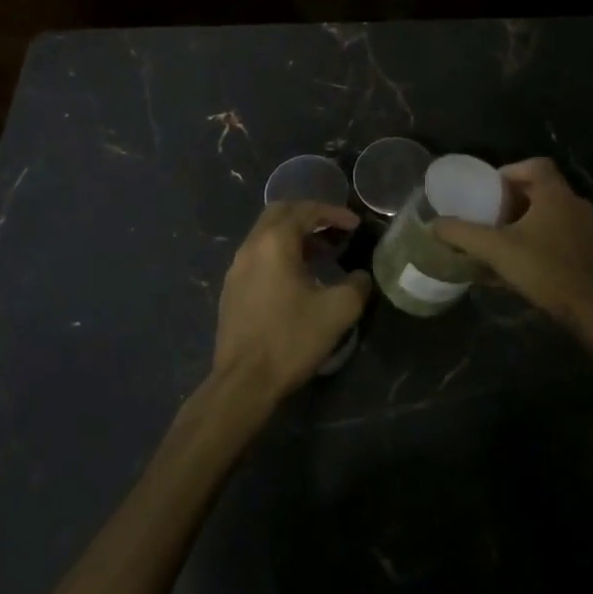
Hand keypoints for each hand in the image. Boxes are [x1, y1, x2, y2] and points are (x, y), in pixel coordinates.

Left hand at [213, 202, 369, 403]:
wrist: (243, 382)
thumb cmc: (290, 339)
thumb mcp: (337, 311)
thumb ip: (356, 286)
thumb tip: (361, 276)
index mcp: (274, 242)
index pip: (305, 211)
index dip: (333, 213)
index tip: (355, 224)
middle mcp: (251, 246)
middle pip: (280, 213)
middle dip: (309, 215)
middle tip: (335, 228)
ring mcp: (236, 268)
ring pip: (266, 235)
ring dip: (294, 235)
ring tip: (322, 253)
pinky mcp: (232, 289)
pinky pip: (258, 255)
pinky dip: (280, 253)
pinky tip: (298, 277)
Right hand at [433, 158, 592, 334]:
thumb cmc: (545, 269)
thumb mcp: (496, 249)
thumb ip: (464, 234)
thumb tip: (435, 224)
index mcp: (556, 194)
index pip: (535, 164)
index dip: (510, 171)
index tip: (490, 188)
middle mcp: (575, 204)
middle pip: (542, 188)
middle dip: (515, 198)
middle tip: (491, 213)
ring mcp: (587, 228)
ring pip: (552, 212)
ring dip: (528, 219)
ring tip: (503, 237)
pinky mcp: (591, 251)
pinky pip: (561, 233)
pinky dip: (542, 237)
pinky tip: (525, 260)